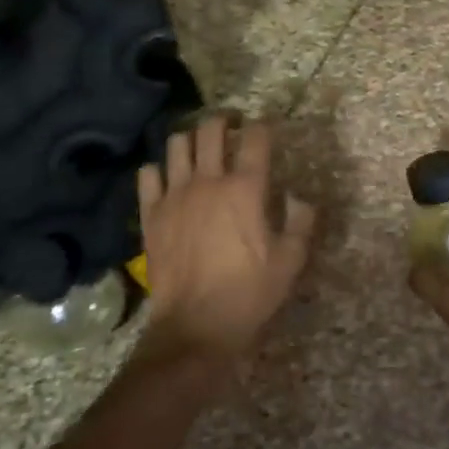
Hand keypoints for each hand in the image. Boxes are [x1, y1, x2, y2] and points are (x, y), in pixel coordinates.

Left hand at [135, 116, 314, 367]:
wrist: (195, 327)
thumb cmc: (249, 294)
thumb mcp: (290, 262)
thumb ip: (300, 222)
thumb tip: (299, 198)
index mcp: (246, 189)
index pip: (255, 139)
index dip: (262, 126)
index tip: (264, 127)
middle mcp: (208, 181)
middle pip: (211, 130)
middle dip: (223, 121)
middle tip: (231, 126)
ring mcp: (175, 195)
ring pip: (177, 144)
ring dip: (190, 139)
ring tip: (198, 148)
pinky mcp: (150, 214)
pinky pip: (147, 175)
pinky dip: (158, 169)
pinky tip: (167, 178)